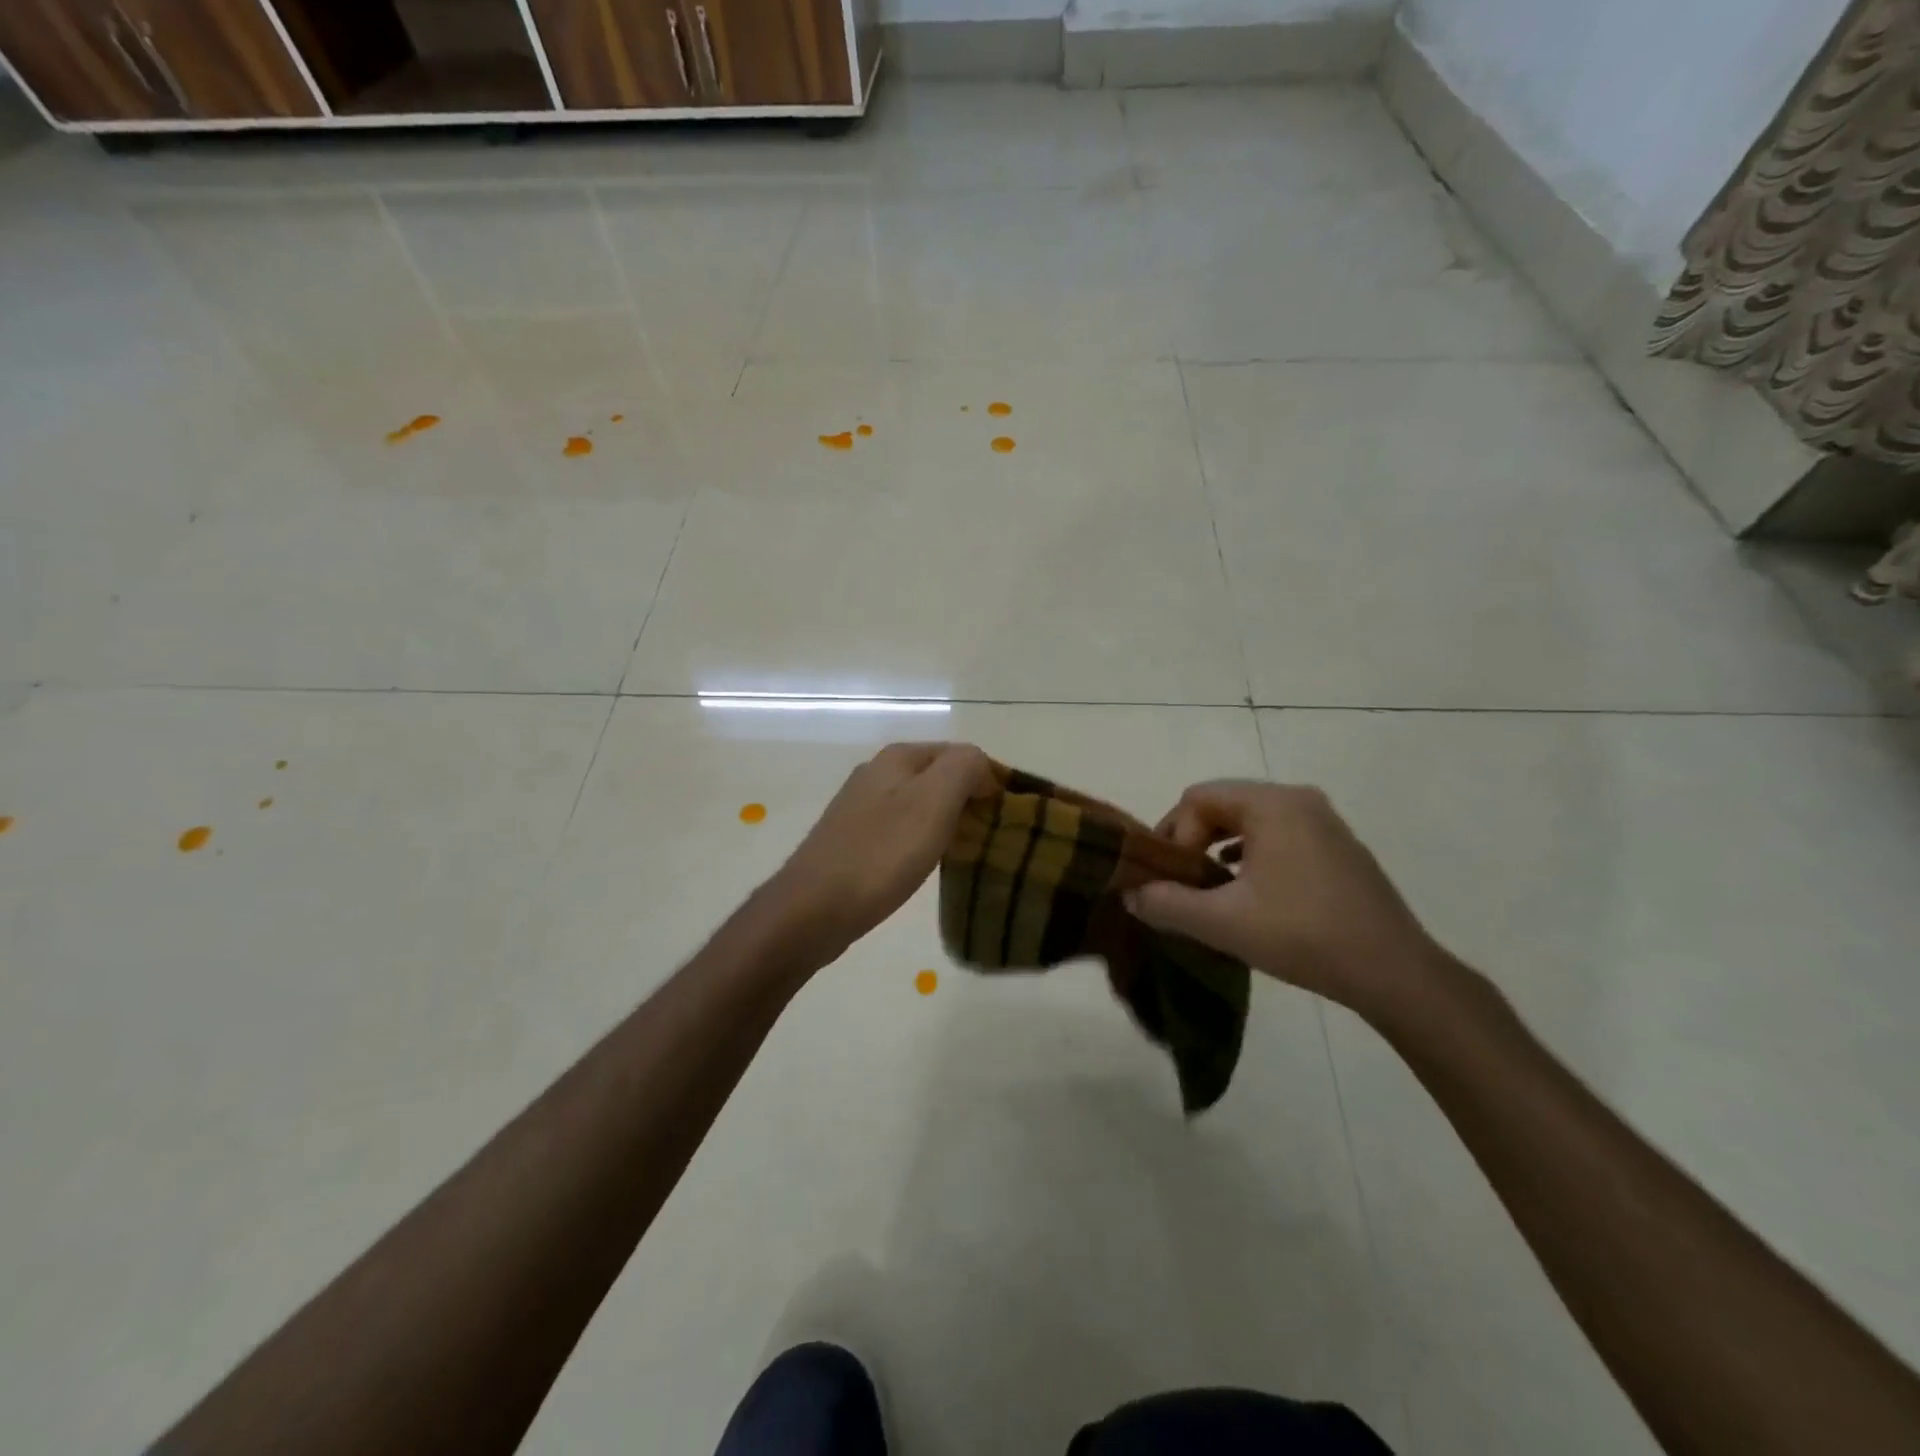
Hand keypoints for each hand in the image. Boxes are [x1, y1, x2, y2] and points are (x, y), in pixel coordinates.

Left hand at [763, 742, 992, 967]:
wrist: (814, 908)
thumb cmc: (881, 853)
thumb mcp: (934, 800)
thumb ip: (963, 767)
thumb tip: (980, 765)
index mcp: (898, 758)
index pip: (960, 753)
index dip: (988, 779)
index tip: (1005, 817)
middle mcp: (876, 773)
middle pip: (938, 777)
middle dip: (967, 800)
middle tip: (989, 837)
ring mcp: (860, 807)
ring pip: (919, 804)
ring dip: (945, 822)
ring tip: (964, 852)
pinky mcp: (853, 839)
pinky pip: (900, 829)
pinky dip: (921, 840)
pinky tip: (925, 864)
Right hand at [1124, 781, 1447, 1020]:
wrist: (1395, 973)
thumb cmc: (1304, 935)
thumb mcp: (1224, 922)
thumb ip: (1167, 904)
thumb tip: (1130, 894)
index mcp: (1272, 804)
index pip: (1198, 798)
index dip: (1172, 834)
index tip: (1169, 878)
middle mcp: (1299, 800)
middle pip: (1223, 805)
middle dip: (1193, 841)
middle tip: (1180, 883)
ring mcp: (1324, 823)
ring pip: (1250, 822)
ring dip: (1220, 850)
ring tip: (1209, 890)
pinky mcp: (1338, 848)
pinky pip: (1278, 837)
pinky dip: (1251, 857)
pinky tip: (1246, 892)